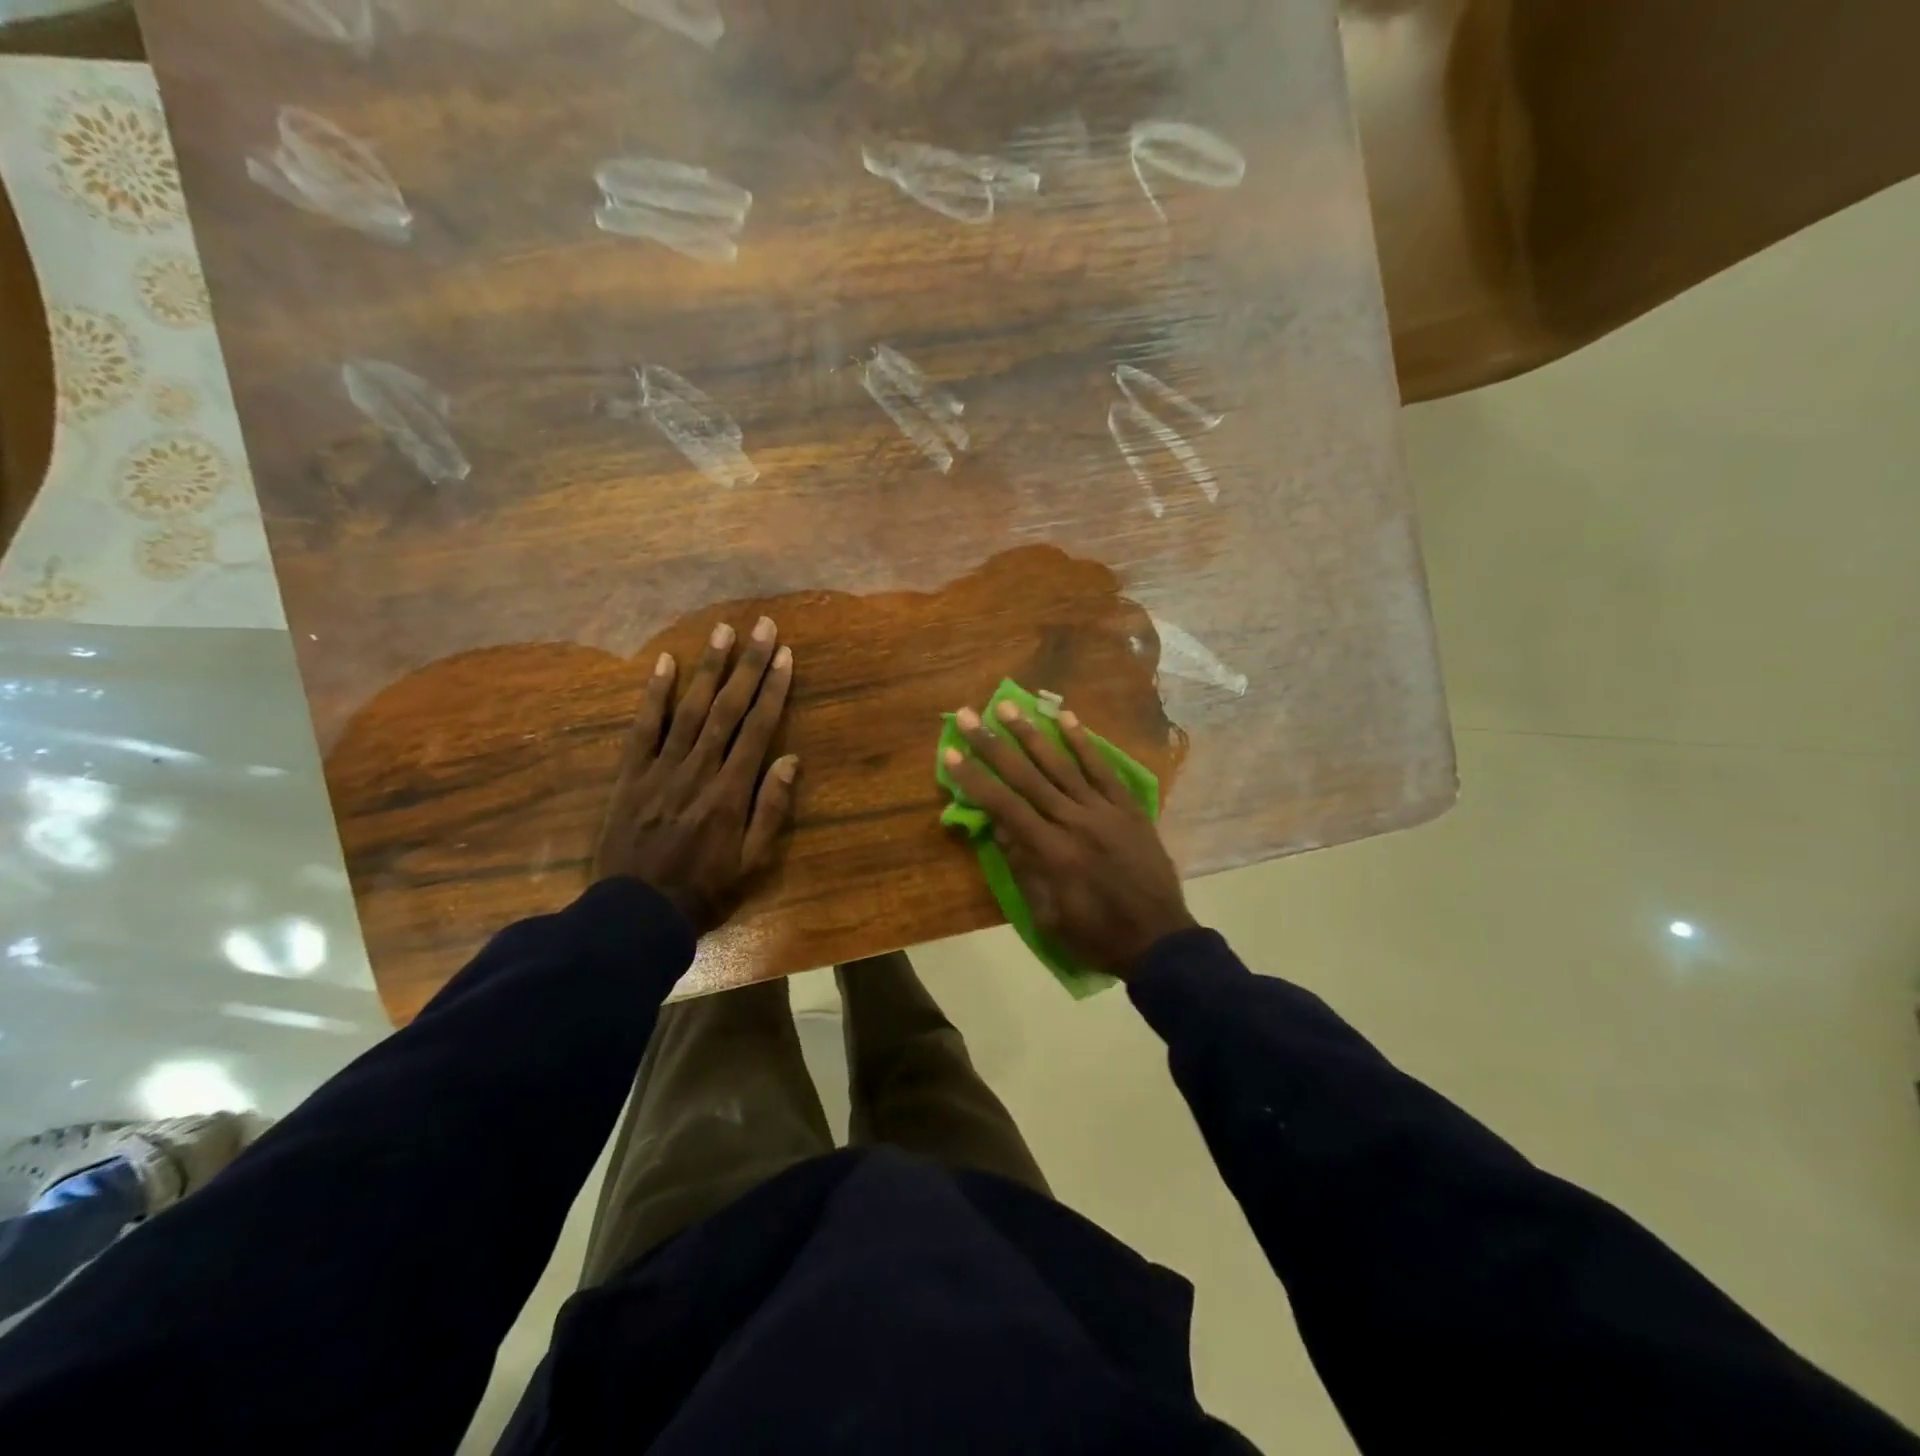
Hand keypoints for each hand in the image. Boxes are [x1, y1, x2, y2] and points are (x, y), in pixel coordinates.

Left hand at [592, 617, 798, 933]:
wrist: (636, 914)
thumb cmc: (705, 889)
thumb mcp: (753, 862)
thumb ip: (771, 809)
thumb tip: (789, 759)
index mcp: (731, 791)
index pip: (757, 728)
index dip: (772, 688)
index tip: (784, 655)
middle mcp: (698, 770)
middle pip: (728, 709)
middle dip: (747, 665)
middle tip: (760, 626)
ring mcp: (661, 769)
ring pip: (689, 710)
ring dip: (707, 669)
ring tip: (722, 631)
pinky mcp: (630, 775)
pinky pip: (643, 729)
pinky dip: (654, 695)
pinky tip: (665, 664)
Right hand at [943, 699, 1195, 978]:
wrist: (1160, 941)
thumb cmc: (1096, 936)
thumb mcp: (1048, 916)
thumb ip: (1024, 868)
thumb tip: (998, 825)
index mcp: (1052, 853)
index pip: (1004, 806)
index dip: (975, 779)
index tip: (951, 753)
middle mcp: (1075, 822)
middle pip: (1027, 776)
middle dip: (994, 744)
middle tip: (968, 715)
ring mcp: (1105, 811)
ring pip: (1062, 765)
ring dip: (1032, 733)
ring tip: (1008, 706)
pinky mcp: (1128, 808)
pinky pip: (1103, 770)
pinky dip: (1084, 743)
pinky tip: (1067, 718)